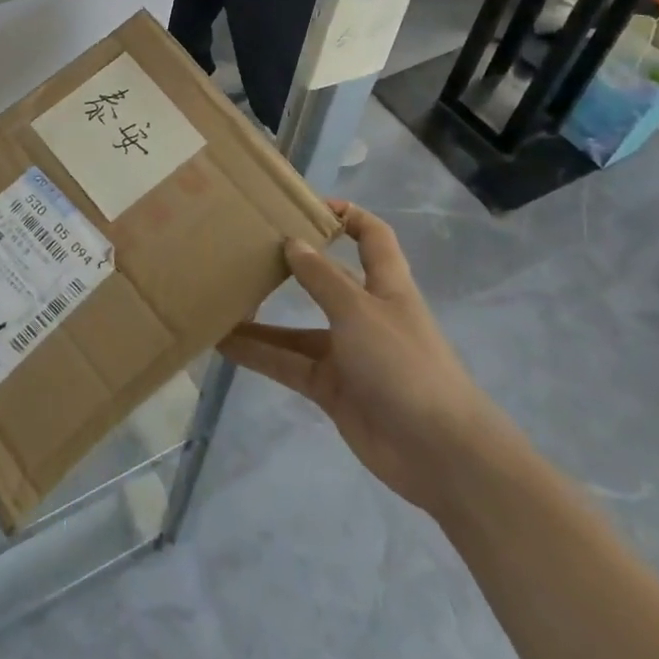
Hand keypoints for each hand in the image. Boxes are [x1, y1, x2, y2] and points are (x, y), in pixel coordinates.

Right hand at [221, 202, 504, 515]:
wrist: (439, 453)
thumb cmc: (404, 364)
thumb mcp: (359, 311)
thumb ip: (322, 278)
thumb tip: (291, 242)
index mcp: (386, 286)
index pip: (372, 237)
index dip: (347, 215)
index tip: (306, 205)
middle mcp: (365, 314)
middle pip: (325, 280)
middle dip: (290, 265)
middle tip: (244, 249)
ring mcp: (348, 354)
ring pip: (297, 328)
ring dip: (262, 319)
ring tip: (219, 299)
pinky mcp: (332, 389)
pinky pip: (288, 365)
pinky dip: (259, 355)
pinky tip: (223, 344)